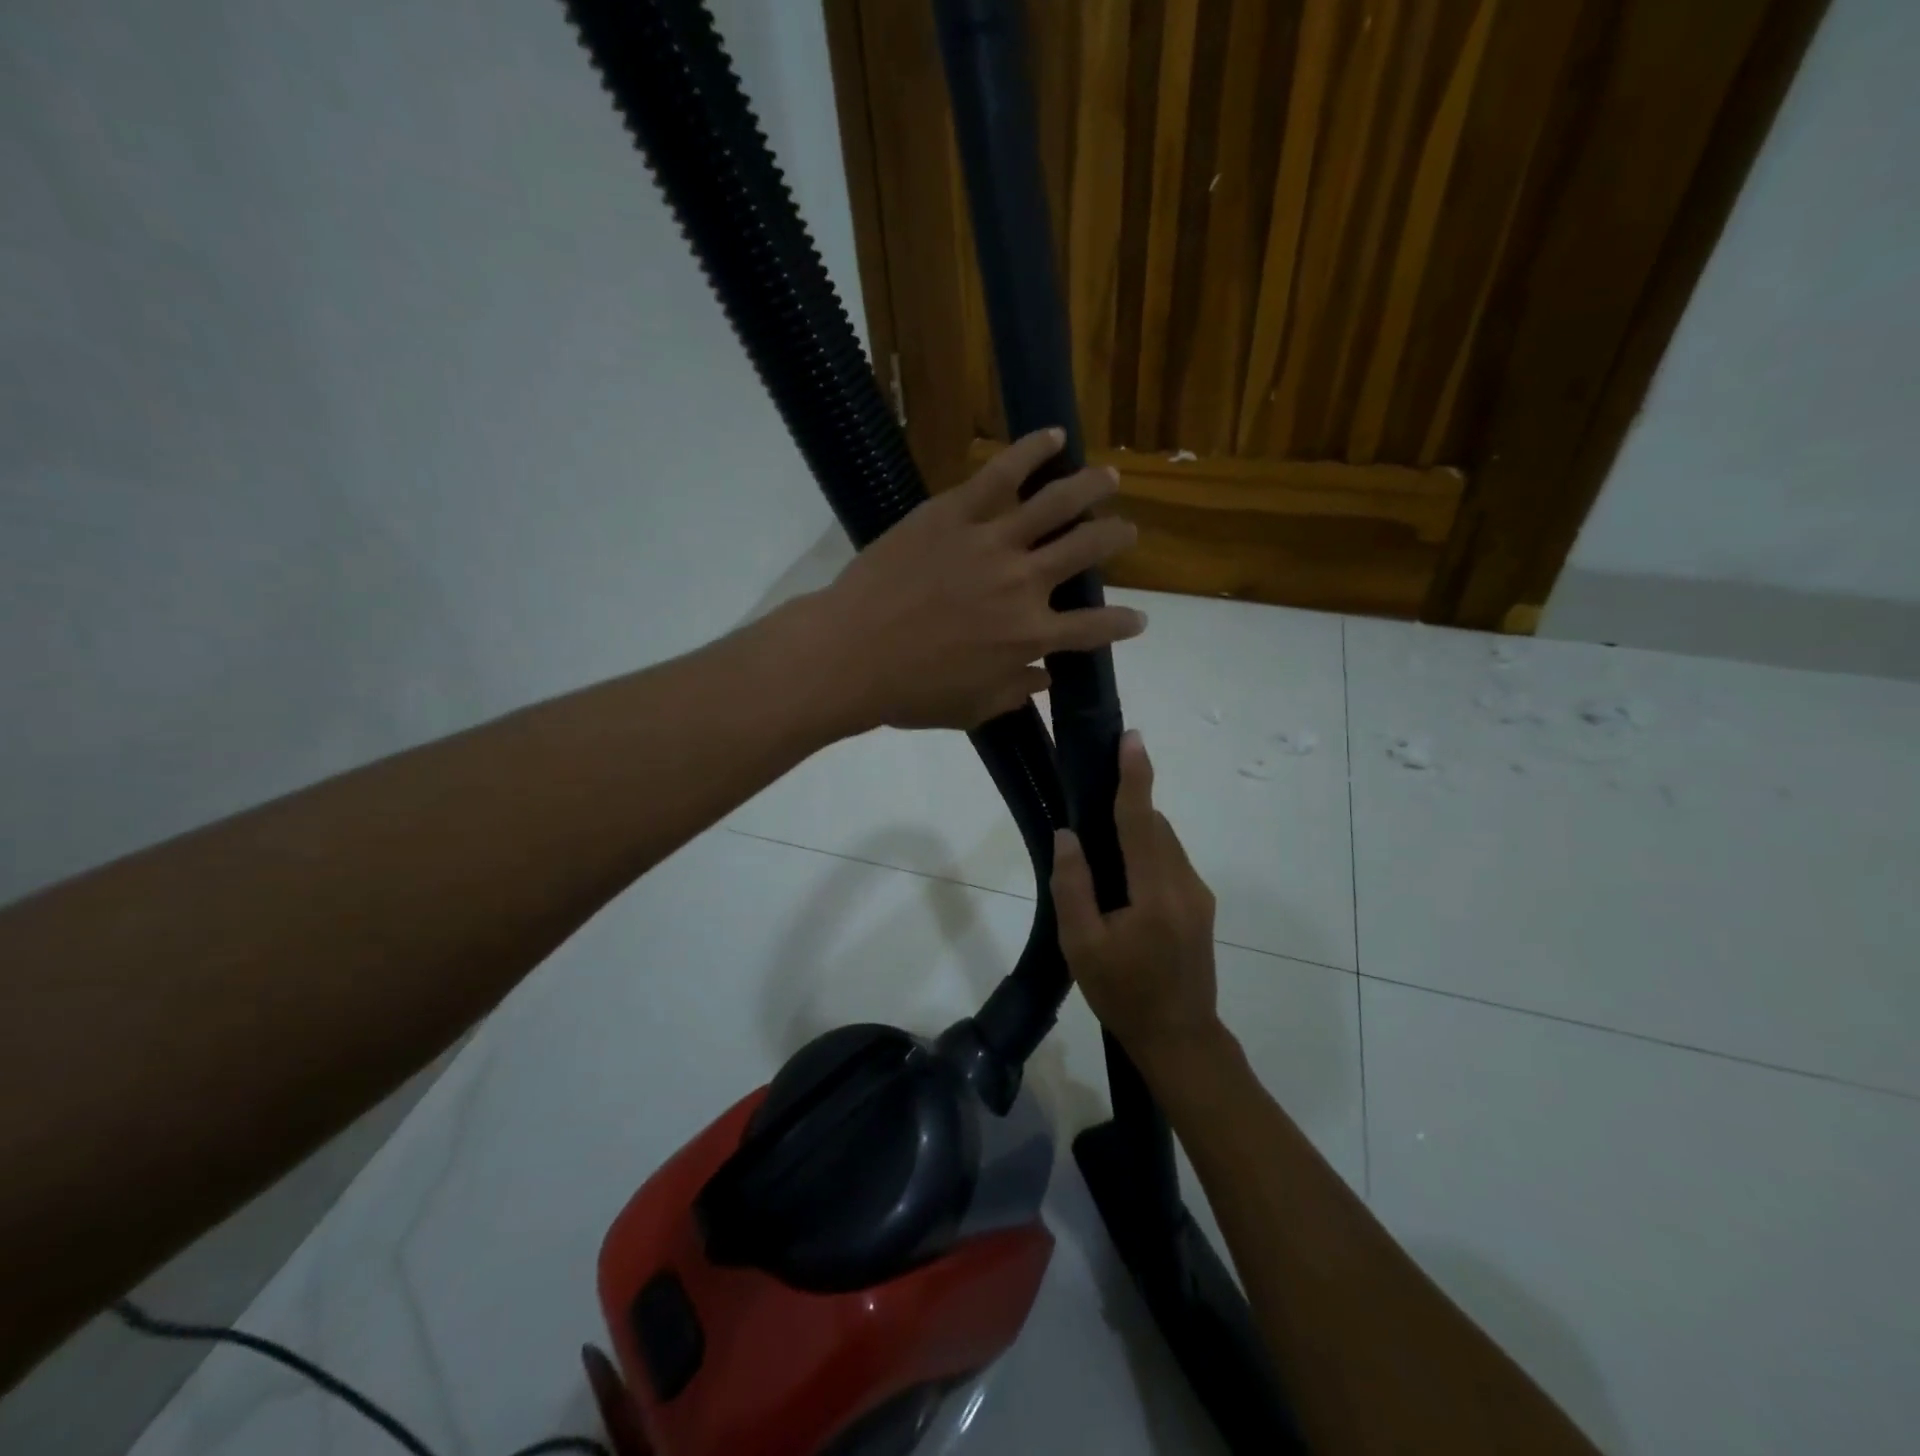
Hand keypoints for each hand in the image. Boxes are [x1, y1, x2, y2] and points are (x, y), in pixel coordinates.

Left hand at [810, 428, 1145, 731]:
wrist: (851, 654)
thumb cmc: (910, 692)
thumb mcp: (973, 708)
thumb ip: (1016, 692)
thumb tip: (1047, 680)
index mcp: (1030, 636)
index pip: (1094, 628)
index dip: (1123, 624)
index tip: (1139, 619)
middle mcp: (1024, 583)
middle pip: (1088, 550)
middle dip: (1116, 538)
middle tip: (1127, 532)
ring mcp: (991, 542)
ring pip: (1057, 503)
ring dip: (1091, 487)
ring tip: (1109, 478)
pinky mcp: (955, 512)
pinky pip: (1000, 472)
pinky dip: (1032, 450)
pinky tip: (1055, 436)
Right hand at [1051, 731, 1222, 1070]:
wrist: (1180, 1038)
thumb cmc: (1123, 994)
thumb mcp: (1082, 945)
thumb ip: (1073, 886)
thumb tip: (1069, 835)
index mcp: (1155, 893)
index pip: (1142, 821)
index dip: (1135, 777)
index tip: (1131, 738)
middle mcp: (1185, 884)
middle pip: (1155, 828)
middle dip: (1129, 806)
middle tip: (1091, 801)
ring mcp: (1199, 896)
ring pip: (1165, 844)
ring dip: (1137, 833)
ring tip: (1101, 853)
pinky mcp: (1201, 906)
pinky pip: (1171, 863)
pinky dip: (1147, 855)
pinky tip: (1123, 882)